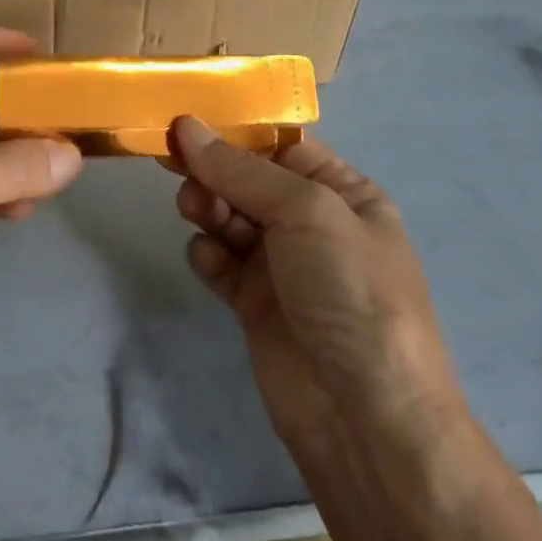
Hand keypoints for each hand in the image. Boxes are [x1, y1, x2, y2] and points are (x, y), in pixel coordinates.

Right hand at [169, 117, 469, 468]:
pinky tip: (207, 259)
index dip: (234, 131)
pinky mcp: (254, 304)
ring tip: (194, 211)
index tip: (186, 119)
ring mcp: (282, 265)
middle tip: (173, 163)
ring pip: (228, 215)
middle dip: (212, 169)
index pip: (279, 144)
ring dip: (206, 206)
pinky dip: (207, 254)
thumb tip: (186, 126)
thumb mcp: (306, 211)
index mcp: (341, 191)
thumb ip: (240, 169)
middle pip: (246, 178)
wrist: (368, 420)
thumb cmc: (350, 290)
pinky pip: (219, 261)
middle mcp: (310, 222)